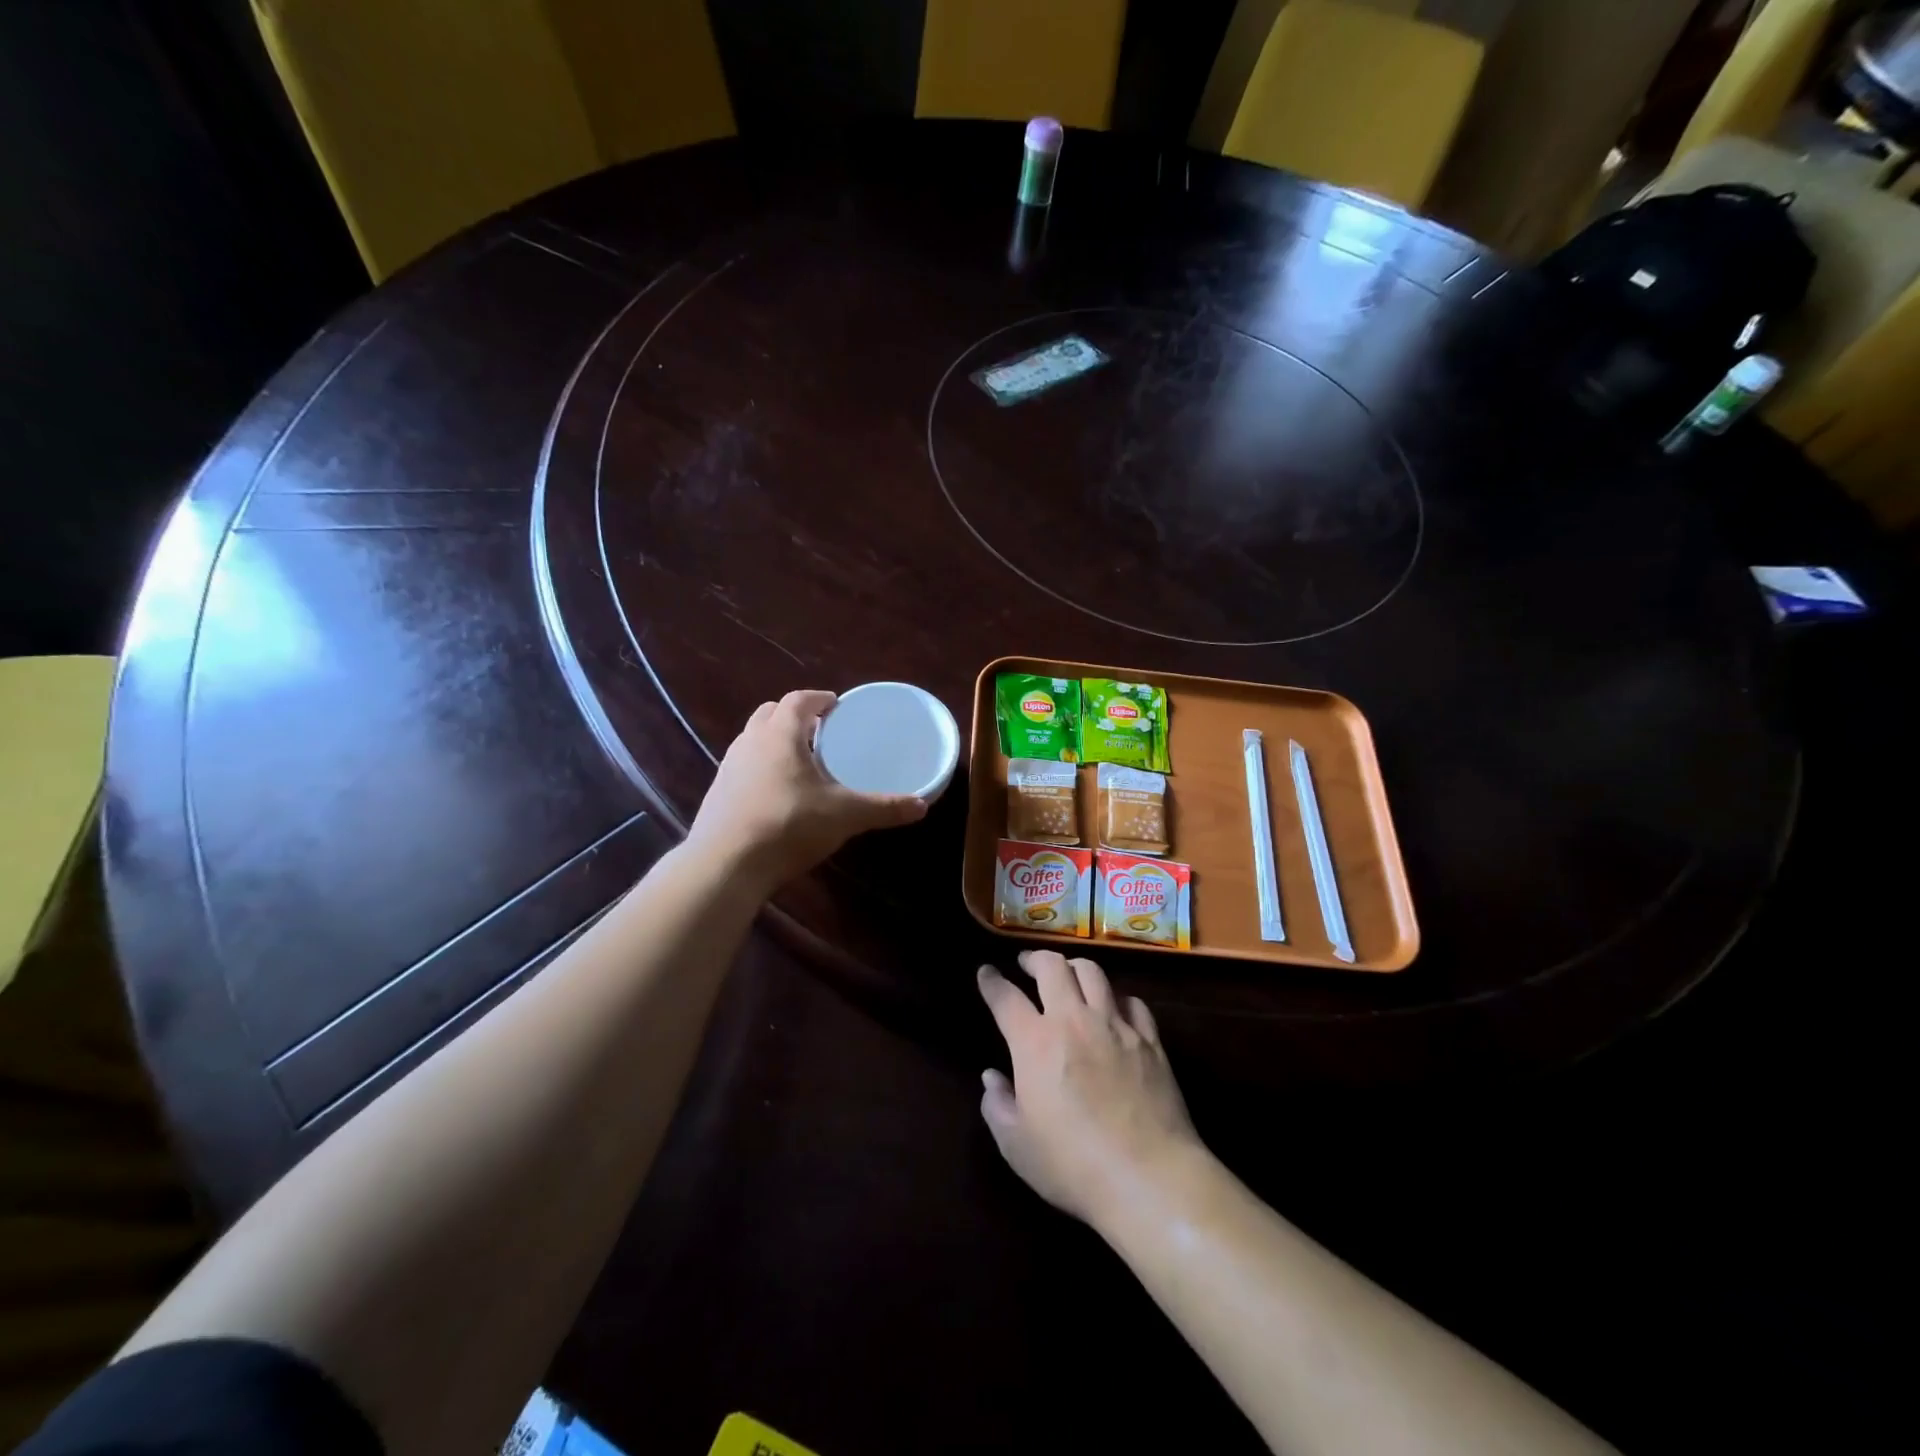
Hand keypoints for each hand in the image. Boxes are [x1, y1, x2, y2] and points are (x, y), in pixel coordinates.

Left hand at [687, 689, 926, 891]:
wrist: (725, 865)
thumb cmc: (787, 825)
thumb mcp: (844, 816)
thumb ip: (883, 808)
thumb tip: (922, 806)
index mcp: (780, 735)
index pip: (798, 700)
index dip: (819, 699)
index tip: (835, 705)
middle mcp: (750, 743)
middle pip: (770, 714)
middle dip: (794, 716)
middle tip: (820, 731)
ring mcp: (728, 768)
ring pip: (752, 739)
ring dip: (774, 740)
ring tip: (800, 760)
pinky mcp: (717, 794)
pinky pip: (742, 767)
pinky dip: (761, 767)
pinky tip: (777, 792)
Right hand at [977, 950, 1201, 1228]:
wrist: (1149, 1177)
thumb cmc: (1073, 1165)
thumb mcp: (1017, 1146)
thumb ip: (998, 1106)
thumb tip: (992, 1077)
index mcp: (1035, 1042)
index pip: (1005, 997)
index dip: (992, 981)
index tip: (986, 972)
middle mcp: (1073, 1020)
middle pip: (1052, 966)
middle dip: (1034, 958)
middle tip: (1027, 963)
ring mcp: (1115, 1025)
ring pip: (1093, 972)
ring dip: (1074, 966)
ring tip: (1068, 974)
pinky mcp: (1149, 1039)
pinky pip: (1132, 1001)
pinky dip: (1116, 997)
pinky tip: (1114, 1007)